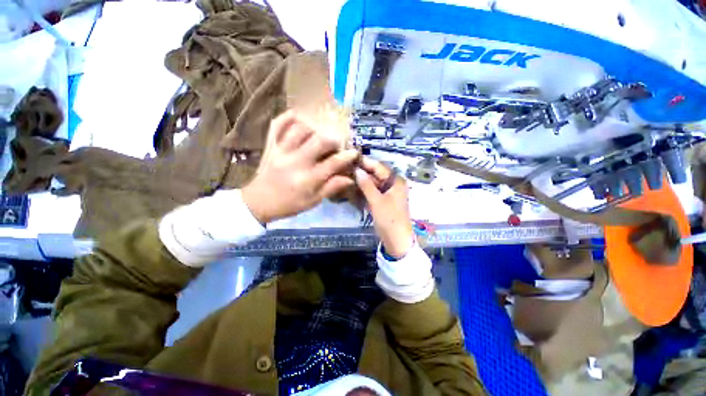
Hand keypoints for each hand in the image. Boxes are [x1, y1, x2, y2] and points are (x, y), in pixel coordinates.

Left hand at [242, 111, 357, 223]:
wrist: (259, 202)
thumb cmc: (289, 204)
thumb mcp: (313, 201)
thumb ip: (331, 188)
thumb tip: (350, 179)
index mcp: (308, 179)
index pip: (333, 163)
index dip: (346, 157)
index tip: (354, 153)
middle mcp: (296, 162)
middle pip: (319, 141)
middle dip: (333, 139)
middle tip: (336, 143)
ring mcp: (281, 151)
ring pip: (300, 129)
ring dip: (314, 128)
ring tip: (319, 133)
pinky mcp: (271, 145)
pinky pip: (278, 125)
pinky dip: (288, 116)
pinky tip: (299, 116)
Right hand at [355, 157, 414, 258]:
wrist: (396, 240)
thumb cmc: (389, 218)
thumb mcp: (377, 201)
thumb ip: (366, 184)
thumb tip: (357, 170)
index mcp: (395, 181)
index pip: (379, 167)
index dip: (365, 163)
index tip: (350, 159)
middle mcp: (392, 184)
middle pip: (376, 174)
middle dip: (362, 172)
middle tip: (345, 169)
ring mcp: (387, 193)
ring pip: (373, 183)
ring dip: (361, 182)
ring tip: (346, 177)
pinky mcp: (383, 201)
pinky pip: (372, 192)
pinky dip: (364, 190)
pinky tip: (353, 188)